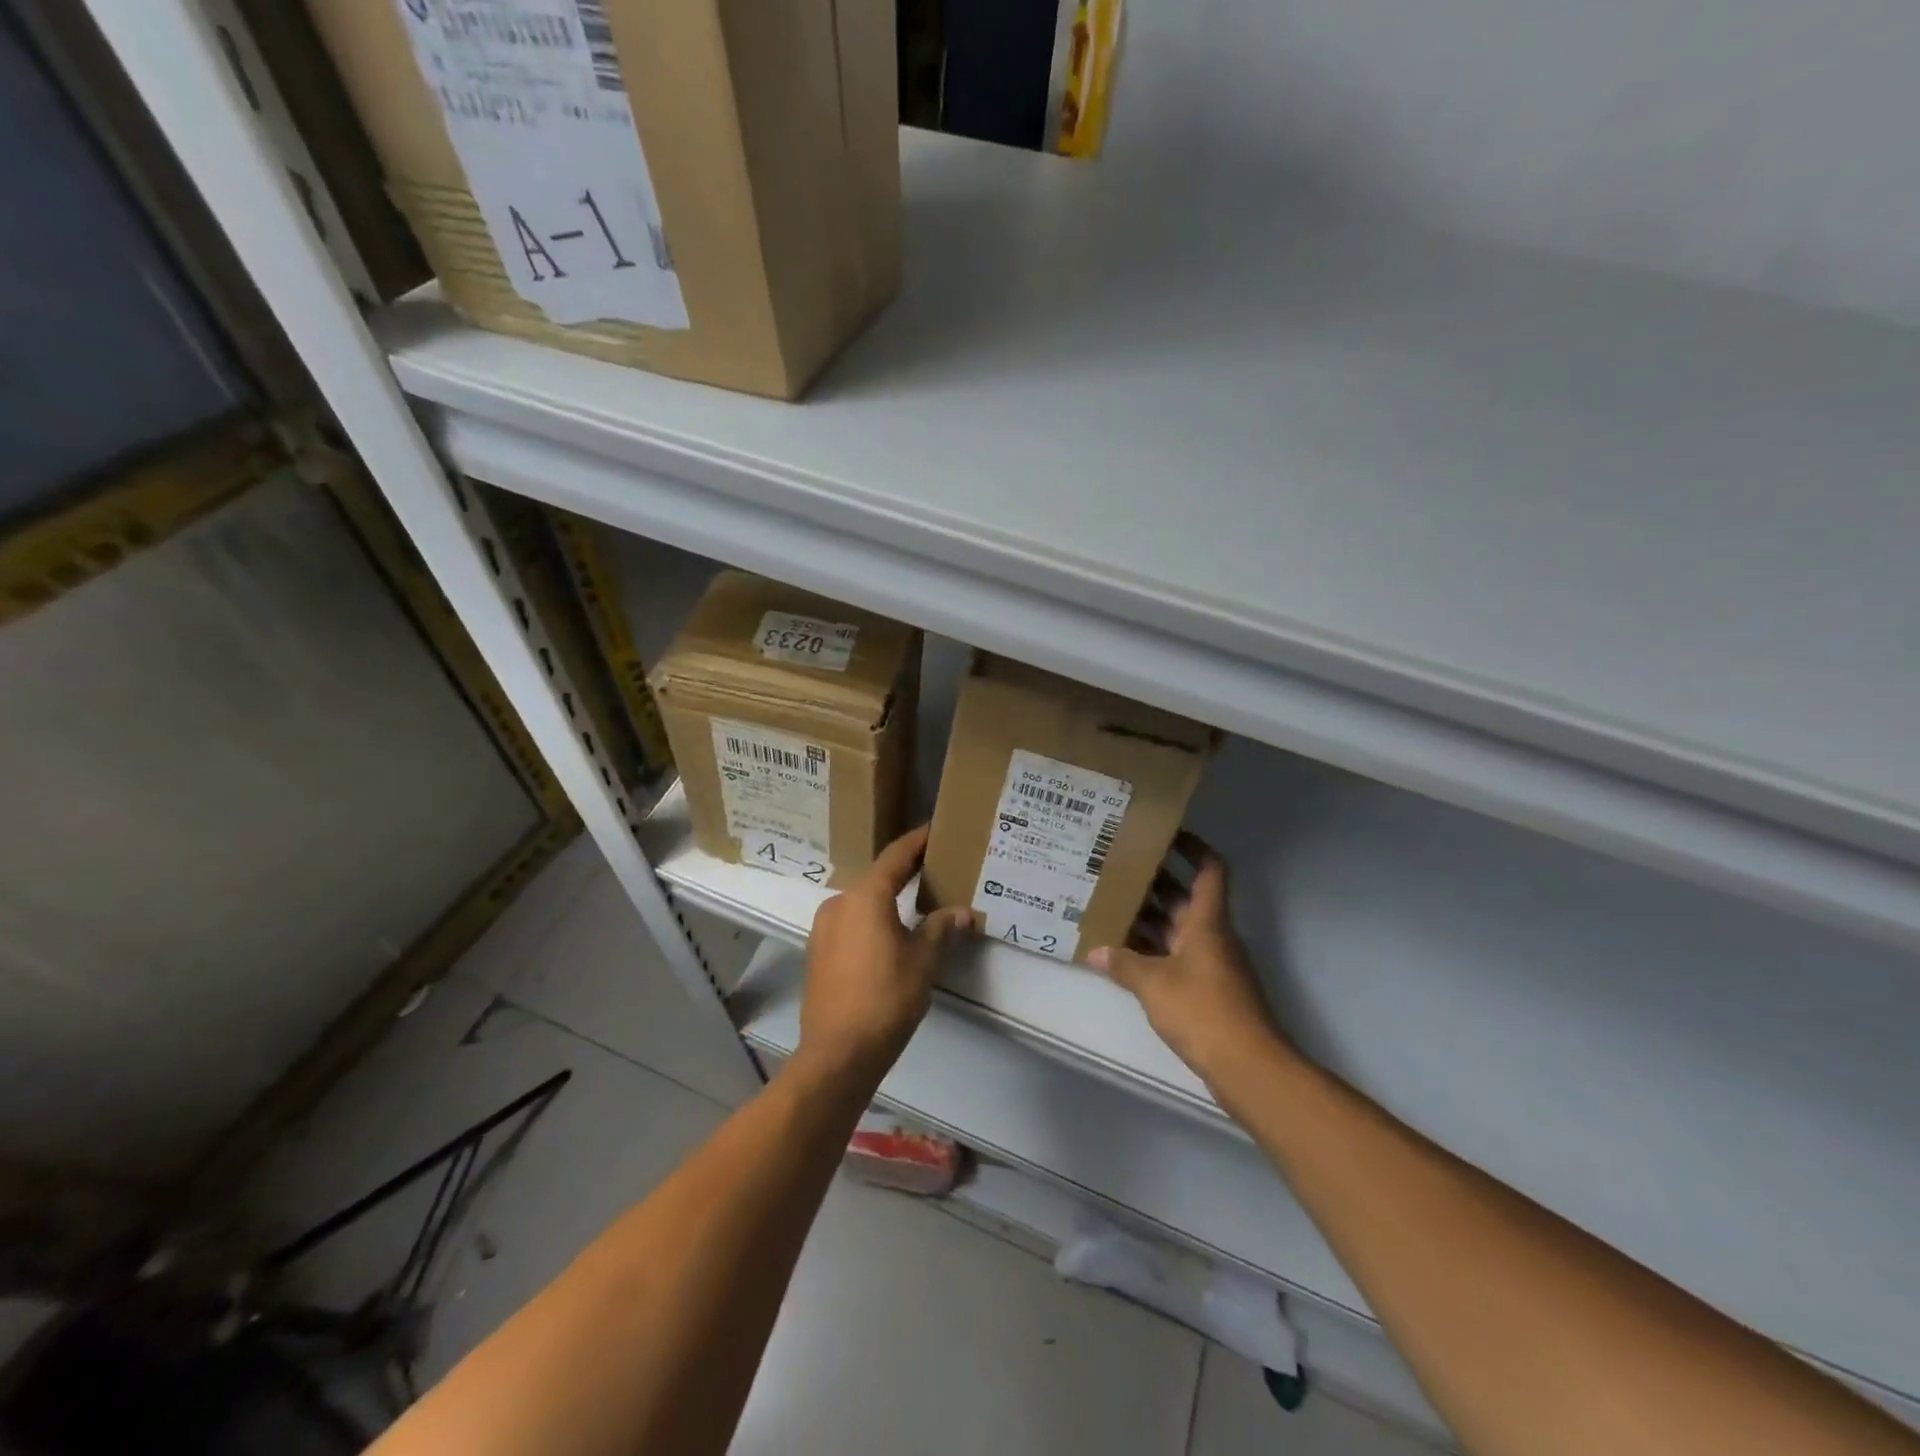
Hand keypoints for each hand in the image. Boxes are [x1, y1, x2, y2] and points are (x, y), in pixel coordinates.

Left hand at [799, 825, 973, 1082]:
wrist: (838, 1052)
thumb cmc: (886, 997)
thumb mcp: (924, 960)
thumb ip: (942, 928)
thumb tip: (963, 913)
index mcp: (865, 896)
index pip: (896, 856)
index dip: (917, 841)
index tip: (935, 829)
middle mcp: (839, 902)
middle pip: (877, 877)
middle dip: (905, 871)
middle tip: (934, 867)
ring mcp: (823, 927)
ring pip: (862, 901)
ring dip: (887, 897)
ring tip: (917, 901)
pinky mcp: (818, 951)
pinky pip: (850, 922)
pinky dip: (871, 918)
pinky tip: (890, 932)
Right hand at [1088, 833, 1289, 1090]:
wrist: (1248, 1066)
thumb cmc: (1204, 1011)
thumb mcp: (1154, 984)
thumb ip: (1124, 964)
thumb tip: (1096, 951)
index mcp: (1207, 922)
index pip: (1209, 870)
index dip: (1193, 847)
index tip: (1166, 833)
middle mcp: (1212, 936)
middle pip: (1185, 898)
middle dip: (1154, 882)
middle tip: (1118, 869)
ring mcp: (1211, 964)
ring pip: (1177, 929)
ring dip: (1149, 919)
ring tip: (1110, 906)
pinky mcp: (1207, 991)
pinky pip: (1175, 958)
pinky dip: (1152, 951)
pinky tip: (1123, 955)